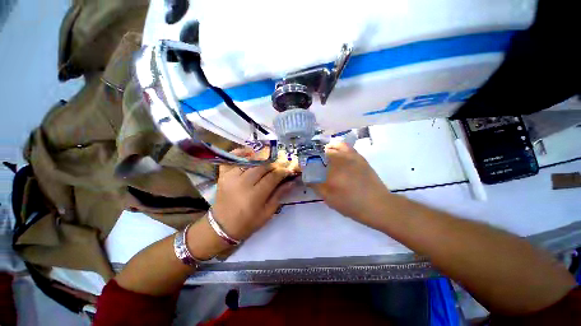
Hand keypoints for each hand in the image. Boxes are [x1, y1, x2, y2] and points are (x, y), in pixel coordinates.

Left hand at [211, 148, 296, 240]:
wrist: (222, 227)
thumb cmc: (247, 223)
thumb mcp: (267, 213)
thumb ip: (279, 195)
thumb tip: (292, 182)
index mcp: (255, 195)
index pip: (273, 177)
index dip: (283, 172)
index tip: (289, 170)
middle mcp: (242, 183)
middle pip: (263, 166)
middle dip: (274, 165)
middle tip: (280, 166)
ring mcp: (231, 177)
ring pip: (251, 161)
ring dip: (262, 160)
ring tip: (268, 162)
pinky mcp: (223, 175)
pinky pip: (232, 159)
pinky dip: (241, 153)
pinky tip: (250, 153)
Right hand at [309, 142, 389, 219]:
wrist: (377, 205)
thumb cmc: (351, 205)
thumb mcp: (329, 198)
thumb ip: (316, 185)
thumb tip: (307, 177)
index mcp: (331, 171)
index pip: (312, 162)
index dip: (304, 163)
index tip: (302, 168)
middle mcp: (340, 159)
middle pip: (320, 152)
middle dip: (312, 157)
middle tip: (311, 164)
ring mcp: (350, 156)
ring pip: (331, 147)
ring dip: (323, 150)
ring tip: (321, 157)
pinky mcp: (358, 156)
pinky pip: (344, 146)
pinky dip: (336, 146)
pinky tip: (334, 153)